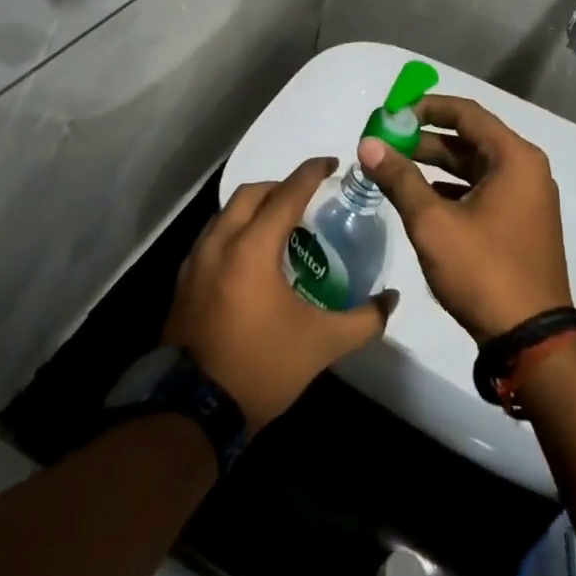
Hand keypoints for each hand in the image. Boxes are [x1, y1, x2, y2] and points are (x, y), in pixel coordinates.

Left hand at [163, 158, 396, 432]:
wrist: (194, 411)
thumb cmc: (262, 367)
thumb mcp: (322, 345)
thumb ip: (363, 319)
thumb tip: (391, 299)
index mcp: (252, 248)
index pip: (286, 194)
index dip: (311, 173)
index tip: (332, 163)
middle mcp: (220, 242)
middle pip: (251, 194)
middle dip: (280, 186)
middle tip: (307, 199)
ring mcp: (196, 261)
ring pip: (227, 213)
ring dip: (254, 208)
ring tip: (281, 227)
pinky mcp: (184, 280)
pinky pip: (213, 237)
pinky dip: (235, 231)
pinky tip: (252, 258)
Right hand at [356, 94, 570, 342]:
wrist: (530, 339)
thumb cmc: (482, 270)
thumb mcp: (432, 222)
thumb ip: (399, 178)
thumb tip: (368, 145)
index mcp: (514, 158)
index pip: (466, 113)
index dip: (425, 107)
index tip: (390, 113)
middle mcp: (525, 170)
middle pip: (470, 138)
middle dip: (424, 138)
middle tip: (384, 142)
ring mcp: (526, 199)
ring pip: (474, 167)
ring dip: (435, 164)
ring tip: (393, 167)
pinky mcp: (520, 224)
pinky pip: (482, 190)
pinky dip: (451, 188)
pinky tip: (420, 197)